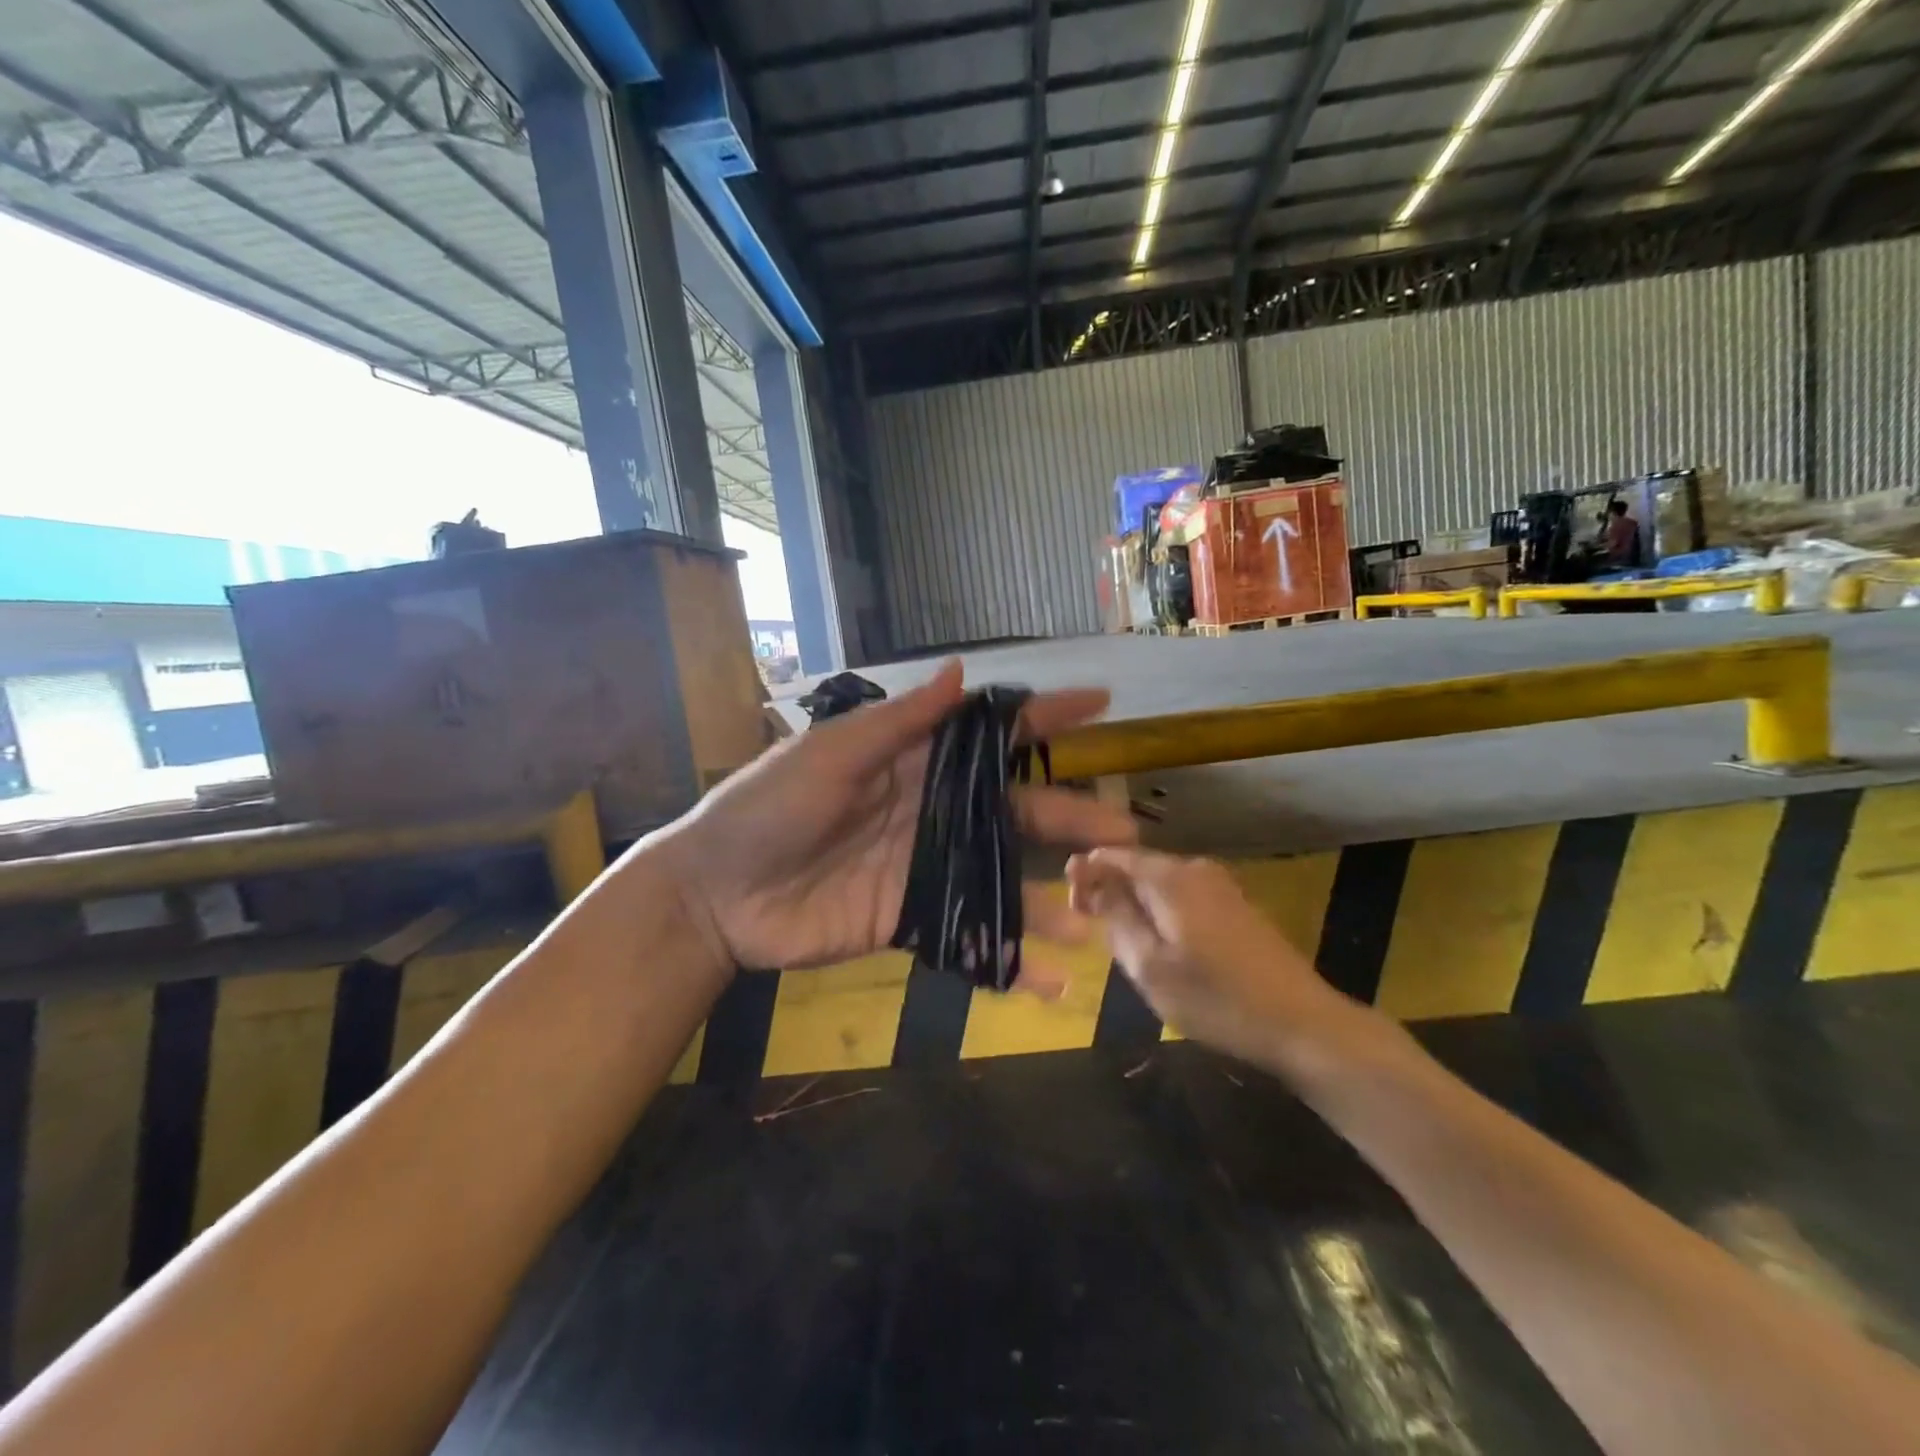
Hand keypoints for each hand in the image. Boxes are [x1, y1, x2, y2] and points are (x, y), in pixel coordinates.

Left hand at [652, 662, 1137, 978]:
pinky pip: (973, 937)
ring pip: (1005, 877)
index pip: (990, 735)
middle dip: (1071, 817)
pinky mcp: (914, 921)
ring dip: (1054, 897)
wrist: (717, 894)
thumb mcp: (830, 755)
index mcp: (915, 762)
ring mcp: (928, 869)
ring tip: (1103, 916)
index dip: (1043, 718)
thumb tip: (962, 672)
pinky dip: (1011, 960)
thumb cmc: (768, 808)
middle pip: (1016, 810)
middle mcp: (934, 811)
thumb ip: (898, 722)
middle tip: (1127, 835)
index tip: (1100, 705)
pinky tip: (1053, 982)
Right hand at [1066, 848, 1351, 1070]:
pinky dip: (1162, 913)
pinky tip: (1163, 947)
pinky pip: (1183, 897)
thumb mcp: (1149, 966)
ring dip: (1136, 905)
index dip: (1085, 873)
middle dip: (1110, 890)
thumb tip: (1090, 879)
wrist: (1302, 1024)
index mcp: (1170, 877)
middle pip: (1138, 867)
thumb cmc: (1216, 999)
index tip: (1070, 905)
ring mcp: (1221, 886)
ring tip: (1125, 945)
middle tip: (1093, 930)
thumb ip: (1116, 917)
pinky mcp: (1237, 907)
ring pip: (1160, 884)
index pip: (1112, 855)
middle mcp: (1195, 869)